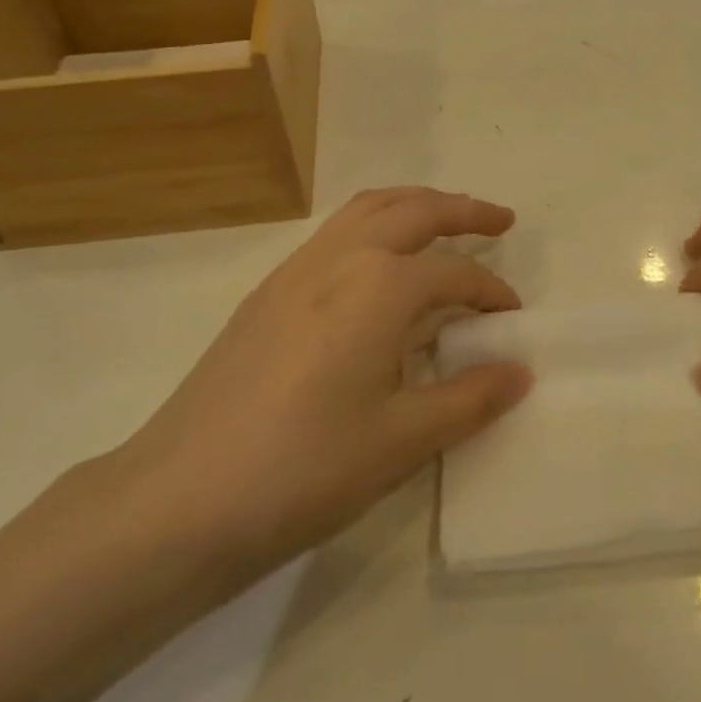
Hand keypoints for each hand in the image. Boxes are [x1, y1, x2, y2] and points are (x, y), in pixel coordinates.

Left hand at [111, 188, 531, 577]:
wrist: (181, 497)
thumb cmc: (305, 467)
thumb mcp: (402, 441)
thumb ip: (469, 398)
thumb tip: (519, 370)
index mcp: (380, 286)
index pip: (454, 274)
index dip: (490, 293)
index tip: (511, 319)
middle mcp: (340, 258)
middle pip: (412, 210)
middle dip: (462, 209)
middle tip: (499, 220)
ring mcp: (295, 269)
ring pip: (366, 209)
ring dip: (412, 205)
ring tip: (442, 219)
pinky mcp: (266, 292)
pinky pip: (333, 235)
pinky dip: (371, 226)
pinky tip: (375, 267)